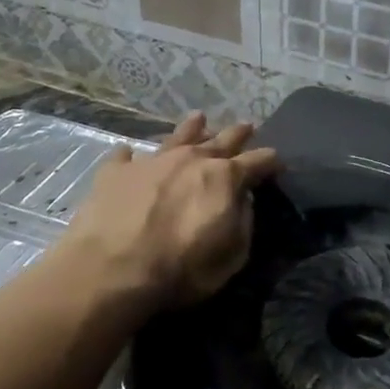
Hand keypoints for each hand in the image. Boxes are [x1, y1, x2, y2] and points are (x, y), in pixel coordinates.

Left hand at [60, 113, 279, 309]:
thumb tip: (243, 200)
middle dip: (238, 134)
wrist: (111, 270)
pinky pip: (126, 155)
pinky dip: (132, 155)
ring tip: (199, 118)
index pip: (257, 162)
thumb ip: (243, 223)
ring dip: (192, 128)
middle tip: (248, 126)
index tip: (278, 162)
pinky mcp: (116, 172)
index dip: (270, 161)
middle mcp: (191, 159)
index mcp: (224, 178)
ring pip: (178, 136)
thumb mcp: (231, 256)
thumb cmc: (181, 269)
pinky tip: (129, 153)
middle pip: (221, 140)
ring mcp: (152, 161)